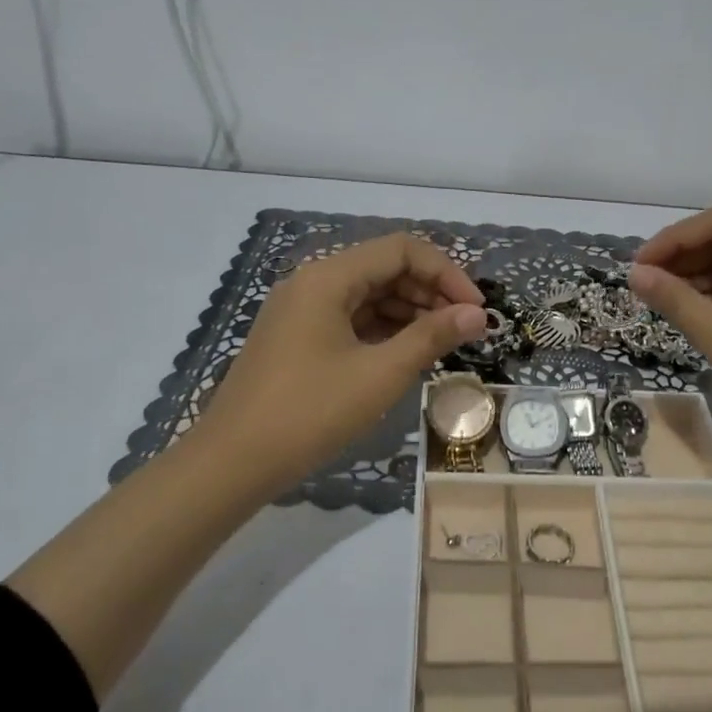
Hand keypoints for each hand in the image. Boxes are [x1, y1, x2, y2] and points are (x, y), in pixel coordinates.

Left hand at [196, 233, 486, 492]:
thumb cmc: (311, 412)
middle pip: (384, 268)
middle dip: (430, 293)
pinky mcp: (296, 338)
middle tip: (465, 329)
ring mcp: (300, 310)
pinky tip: (406, 354)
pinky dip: (382, 330)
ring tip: (442, 343)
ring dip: (409, 312)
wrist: (234, 461)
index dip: (446, 273)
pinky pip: (349, 319)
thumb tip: (477, 315)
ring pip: (367, 295)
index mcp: (328, 277)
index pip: (401, 250)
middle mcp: (312, 282)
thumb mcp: (380, 374)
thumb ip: (432, 337)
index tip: (476, 311)